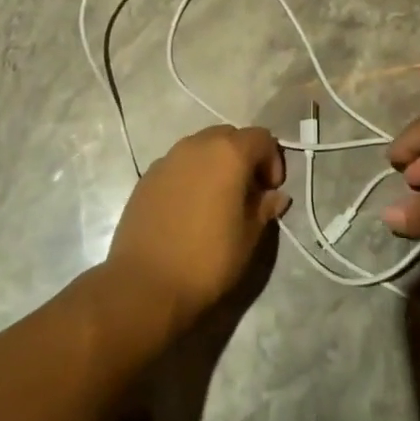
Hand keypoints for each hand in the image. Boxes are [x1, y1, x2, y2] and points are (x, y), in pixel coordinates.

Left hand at [106, 125, 289, 334]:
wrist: (144, 284)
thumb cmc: (207, 259)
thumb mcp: (248, 237)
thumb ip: (264, 208)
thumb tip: (275, 195)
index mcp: (228, 153)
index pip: (262, 138)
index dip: (272, 161)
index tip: (270, 191)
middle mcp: (196, 145)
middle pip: (229, 136)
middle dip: (244, 158)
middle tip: (247, 193)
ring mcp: (167, 159)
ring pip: (201, 148)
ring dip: (215, 165)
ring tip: (217, 201)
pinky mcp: (146, 177)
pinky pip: (178, 165)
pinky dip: (190, 176)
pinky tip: (188, 209)